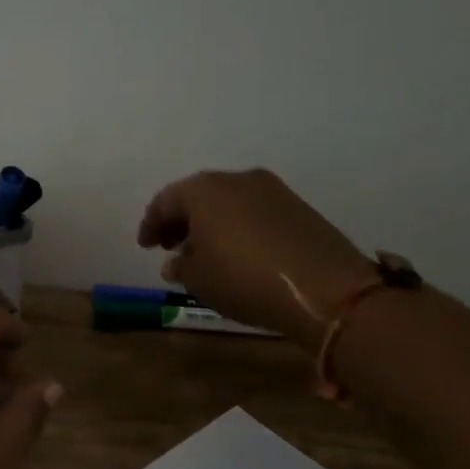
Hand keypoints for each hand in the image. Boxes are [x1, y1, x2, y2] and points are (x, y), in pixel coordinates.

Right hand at [137, 168, 375, 345]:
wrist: (324, 288)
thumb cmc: (244, 280)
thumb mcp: (198, 280)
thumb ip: (180, 265)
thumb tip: (176, 260)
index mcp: (203, 190)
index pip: (165, 201)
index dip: (151, 224)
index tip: (145, 246)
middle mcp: (236, 179)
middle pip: (198, 196)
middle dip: (181, 220)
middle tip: (170, 246)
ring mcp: (271, 190)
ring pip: (228, 202)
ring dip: (211, 223)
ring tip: (204, 252)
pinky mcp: (297, 206)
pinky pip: (253, 211)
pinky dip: (237, 226)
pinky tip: (237, 252)